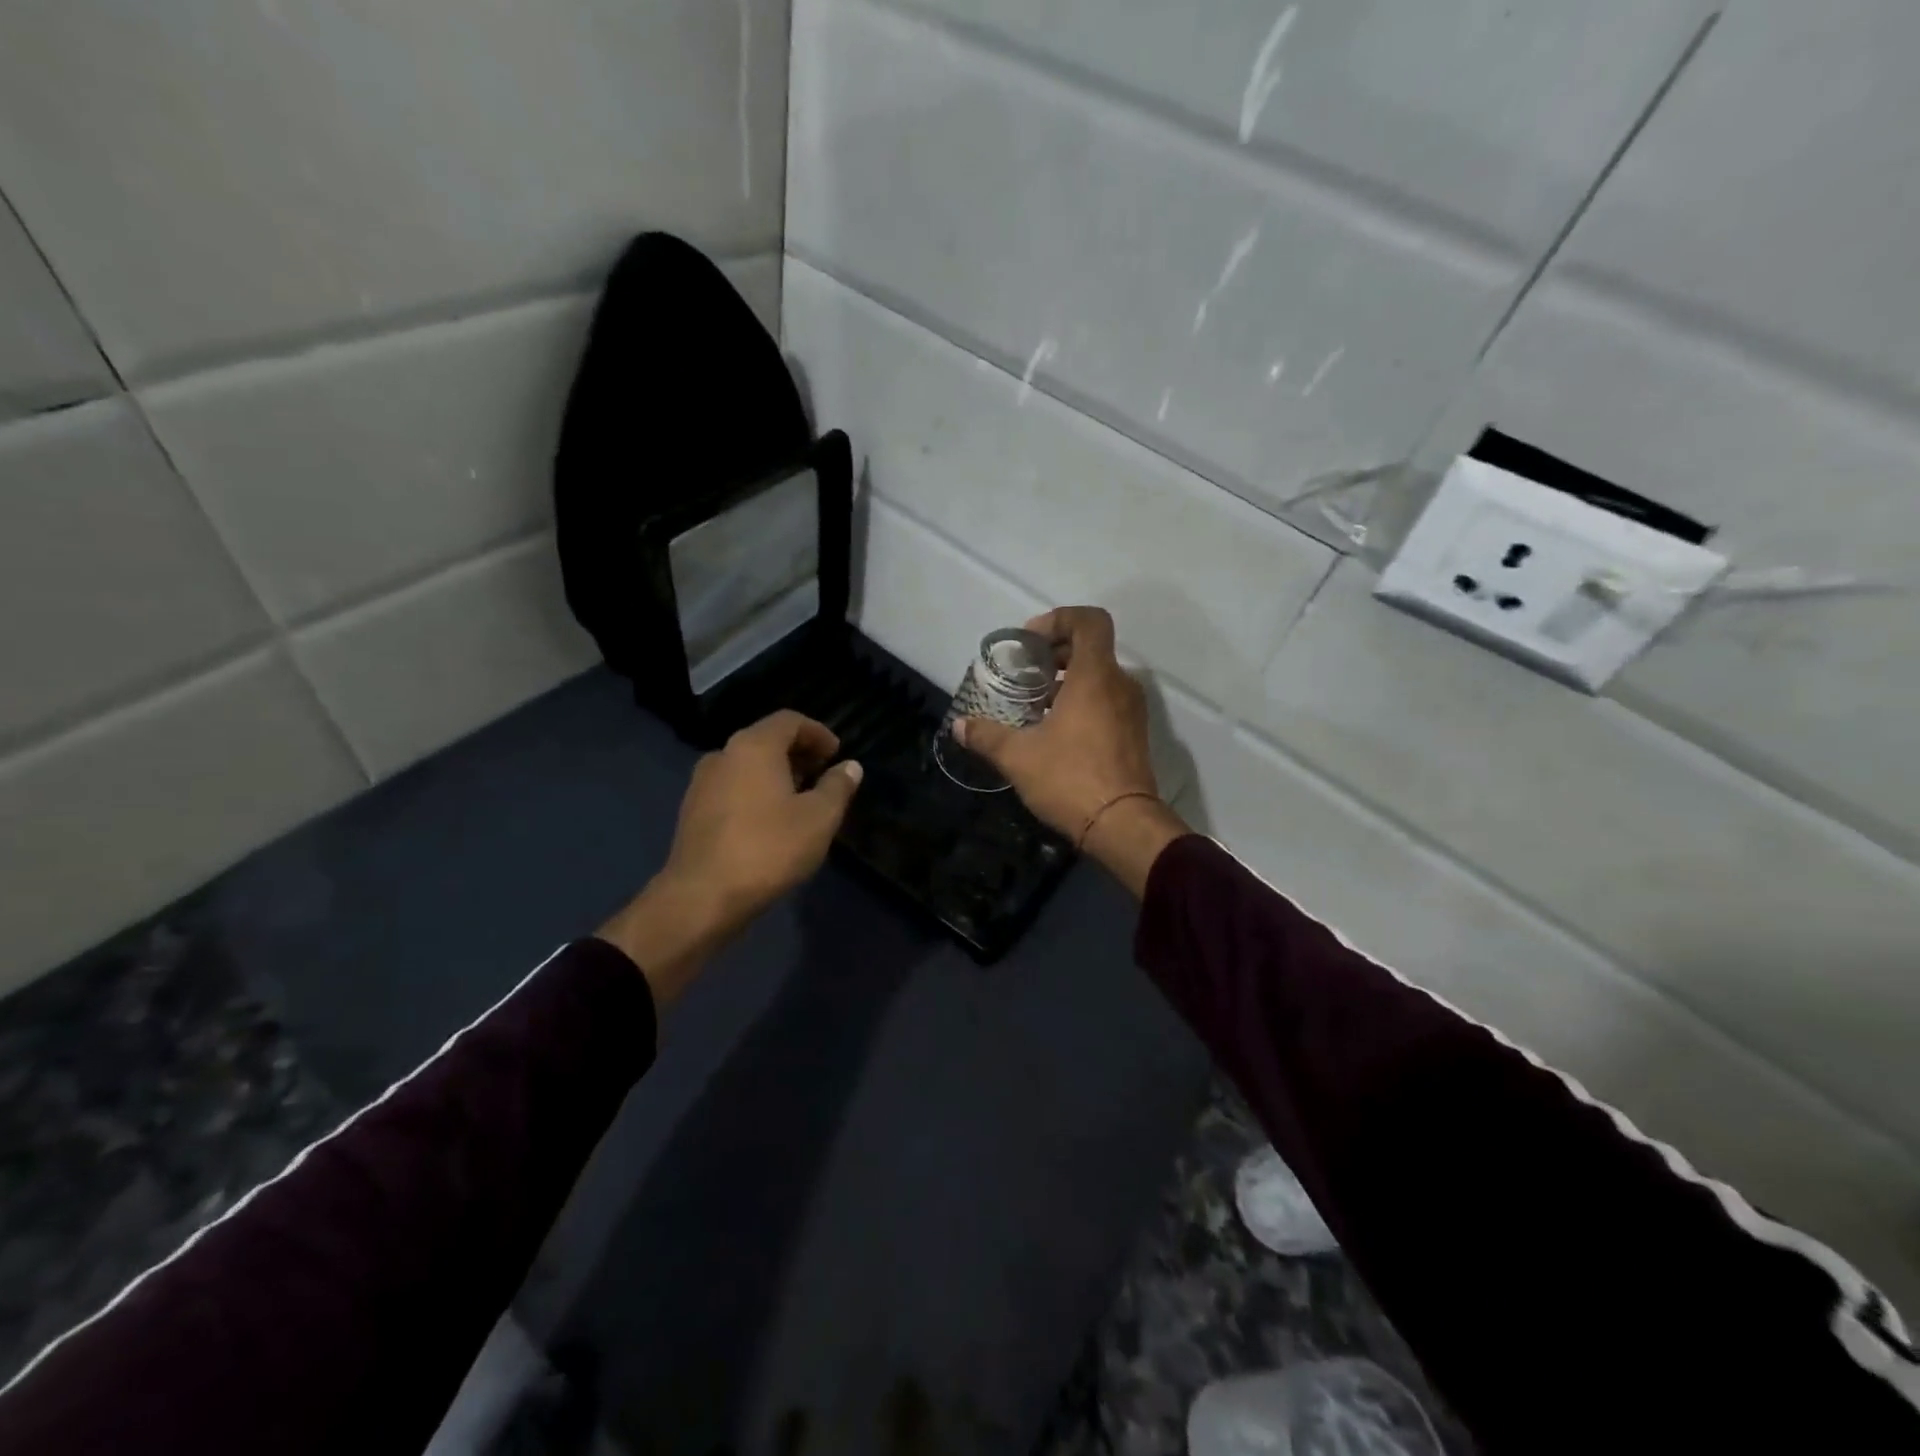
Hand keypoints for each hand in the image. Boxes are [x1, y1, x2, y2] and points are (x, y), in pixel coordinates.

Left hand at [600, 711, 863, 1008]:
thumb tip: (850, 767)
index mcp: (753, 746)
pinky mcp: (692, 812)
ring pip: (747, 766)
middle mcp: (722, 755)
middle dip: (798, 753)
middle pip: (766, 740)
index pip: (789, 720)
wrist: (701, 898)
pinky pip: (732, 788)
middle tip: (823, 775)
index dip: (818, 732)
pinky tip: (771, 822)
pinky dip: (756, 792)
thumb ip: (837, 787)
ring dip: (777, 774)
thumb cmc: (768, 849)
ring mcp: (702, 784)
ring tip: (801, 800)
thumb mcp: (819, 818)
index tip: (837, 754)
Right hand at [956, 606, 1186, 895]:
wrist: (1123, 825)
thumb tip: (959, 726)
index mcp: (1094, 677)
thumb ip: (986, 736)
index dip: (1060, 619)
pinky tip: (1056, 732)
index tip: (1030, 642)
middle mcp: (1119, 685)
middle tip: (1025, 675)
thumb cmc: (1070, 779)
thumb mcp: (1018, 757)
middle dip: (1056, 654)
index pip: (1089, 621)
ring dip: (1068, 682)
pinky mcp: (1134, 735)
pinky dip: (1083, 703)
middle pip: (1092, 649)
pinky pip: (1108, 702)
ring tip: (1035, 707)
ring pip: (1100, 678)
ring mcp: (1131, 711)